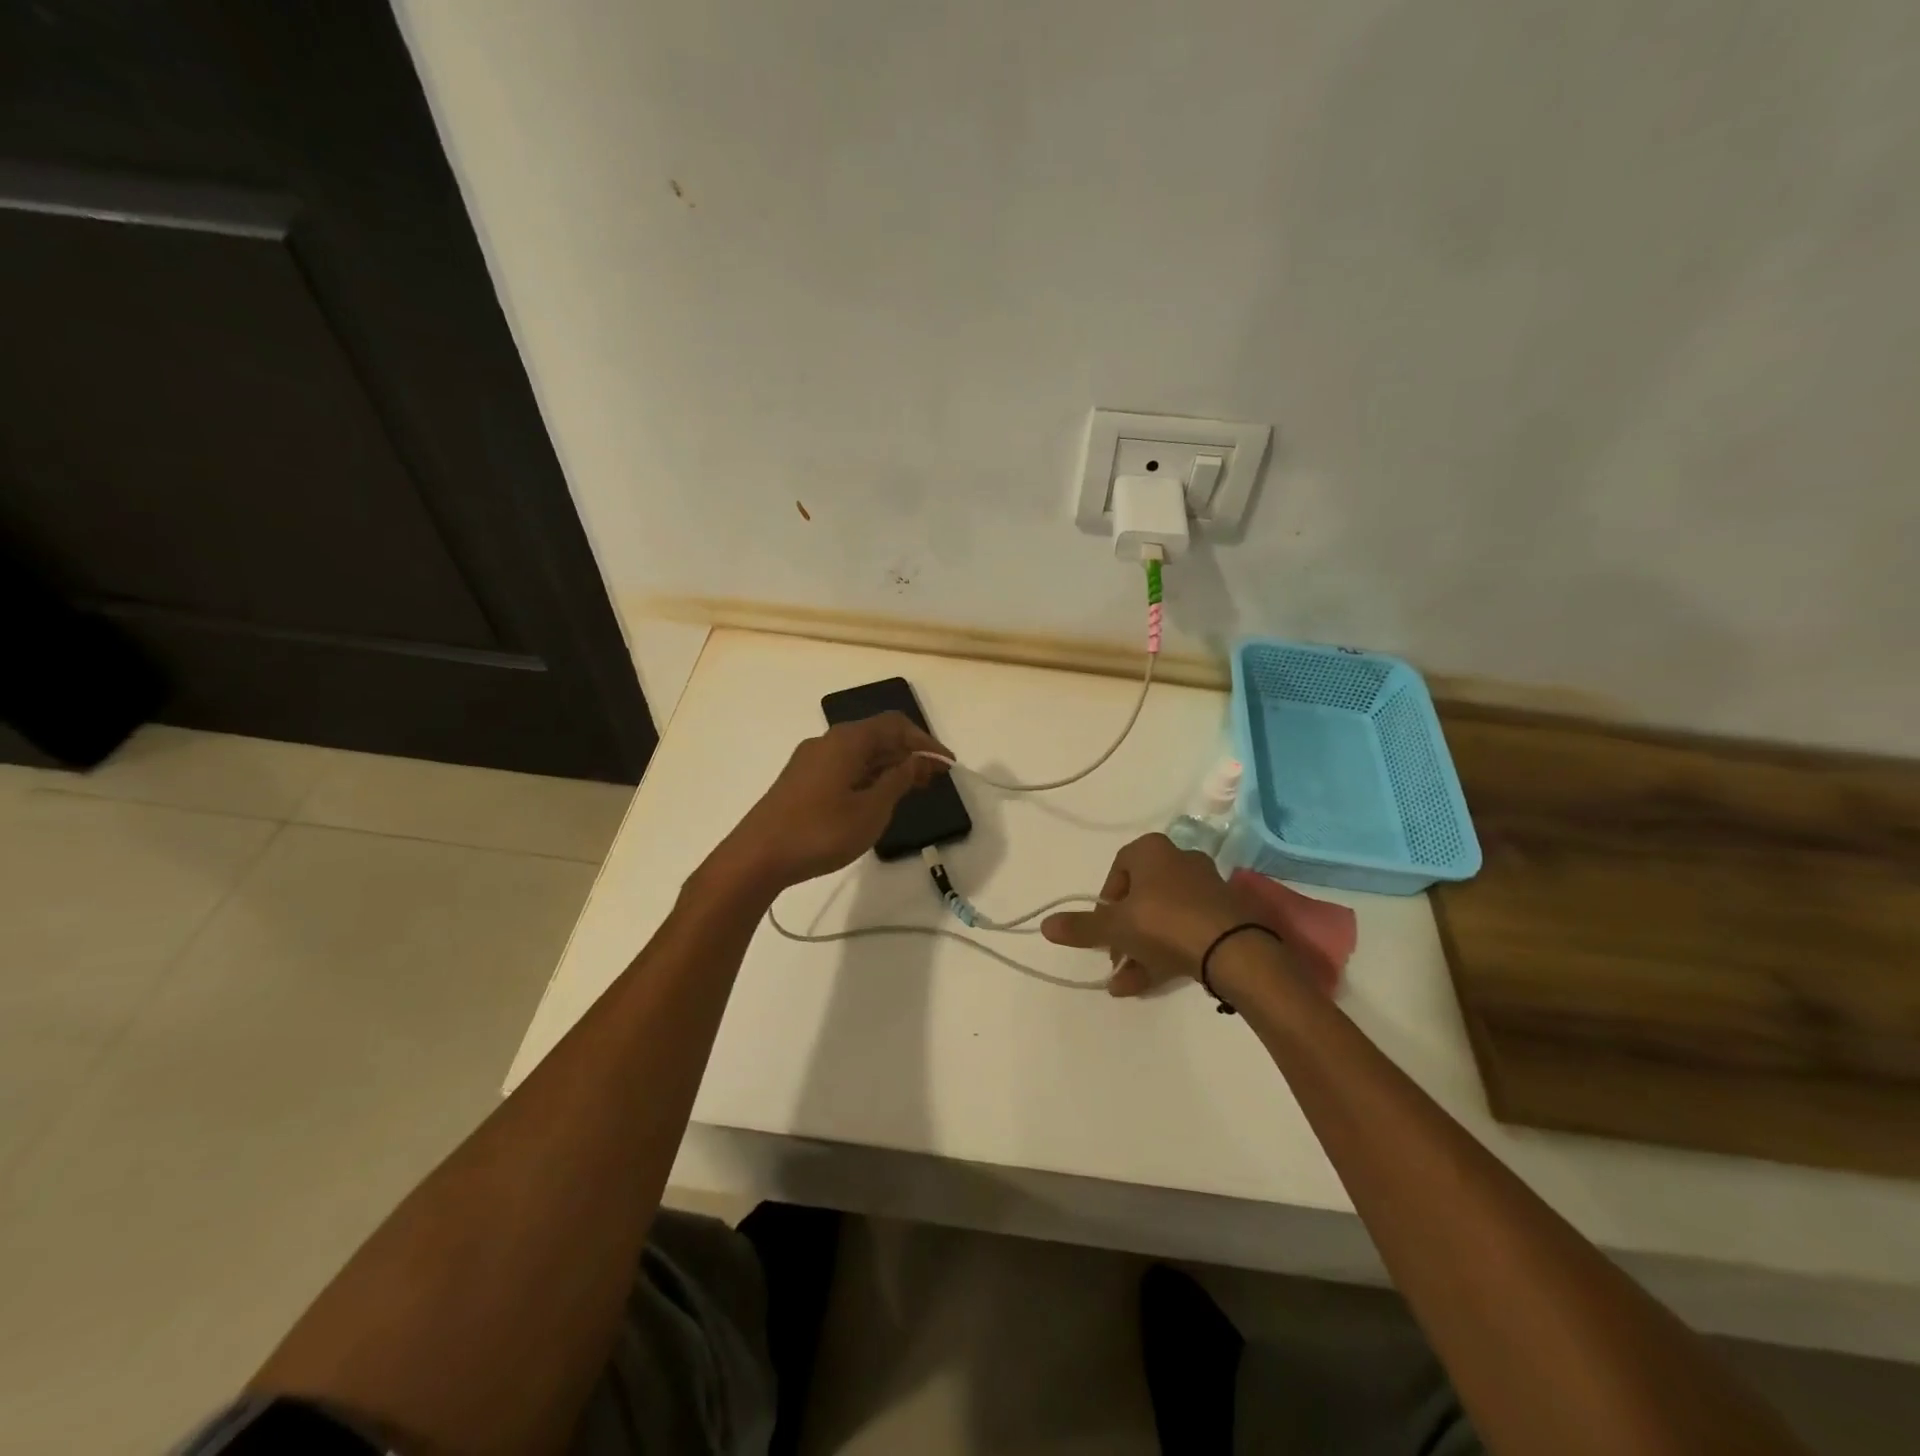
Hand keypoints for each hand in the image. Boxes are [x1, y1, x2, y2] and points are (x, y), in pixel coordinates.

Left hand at [710, 711, 949, 894]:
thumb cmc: (820, 831)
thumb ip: (899, 780)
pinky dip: (869, 777)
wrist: (757, 856)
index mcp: (847, 740)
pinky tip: (878, 798)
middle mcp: (828, 741)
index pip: (895, 725)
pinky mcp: (802, 781)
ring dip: (889, 767)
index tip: (948, 765)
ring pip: (860, 753)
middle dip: (909, 753)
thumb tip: (919, 760)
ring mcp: (811, 761)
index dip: (925, 743)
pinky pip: (845, 767)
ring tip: (913, 790)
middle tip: (935, 779)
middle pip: (877, 736)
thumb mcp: (871, 809)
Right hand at [1041, 833, 1259, 995]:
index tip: (1101, 930)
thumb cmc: (1164, 923)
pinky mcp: (1225, 915)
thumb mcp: (1115, 927)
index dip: (1105, 903)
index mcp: (1152, 850)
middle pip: (1141, 897)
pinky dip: (1167, 952)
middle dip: (1123, 933)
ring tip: (1125, 982)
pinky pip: (1186, 930)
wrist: (1233, 949)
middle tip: (1113, 959)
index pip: (1117, 871)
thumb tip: (1045, 925)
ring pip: (1163, 918)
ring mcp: (1206, 888)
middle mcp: (1180, 860)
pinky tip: (1149, 982)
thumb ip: (1081, 927)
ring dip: (1141, 948)